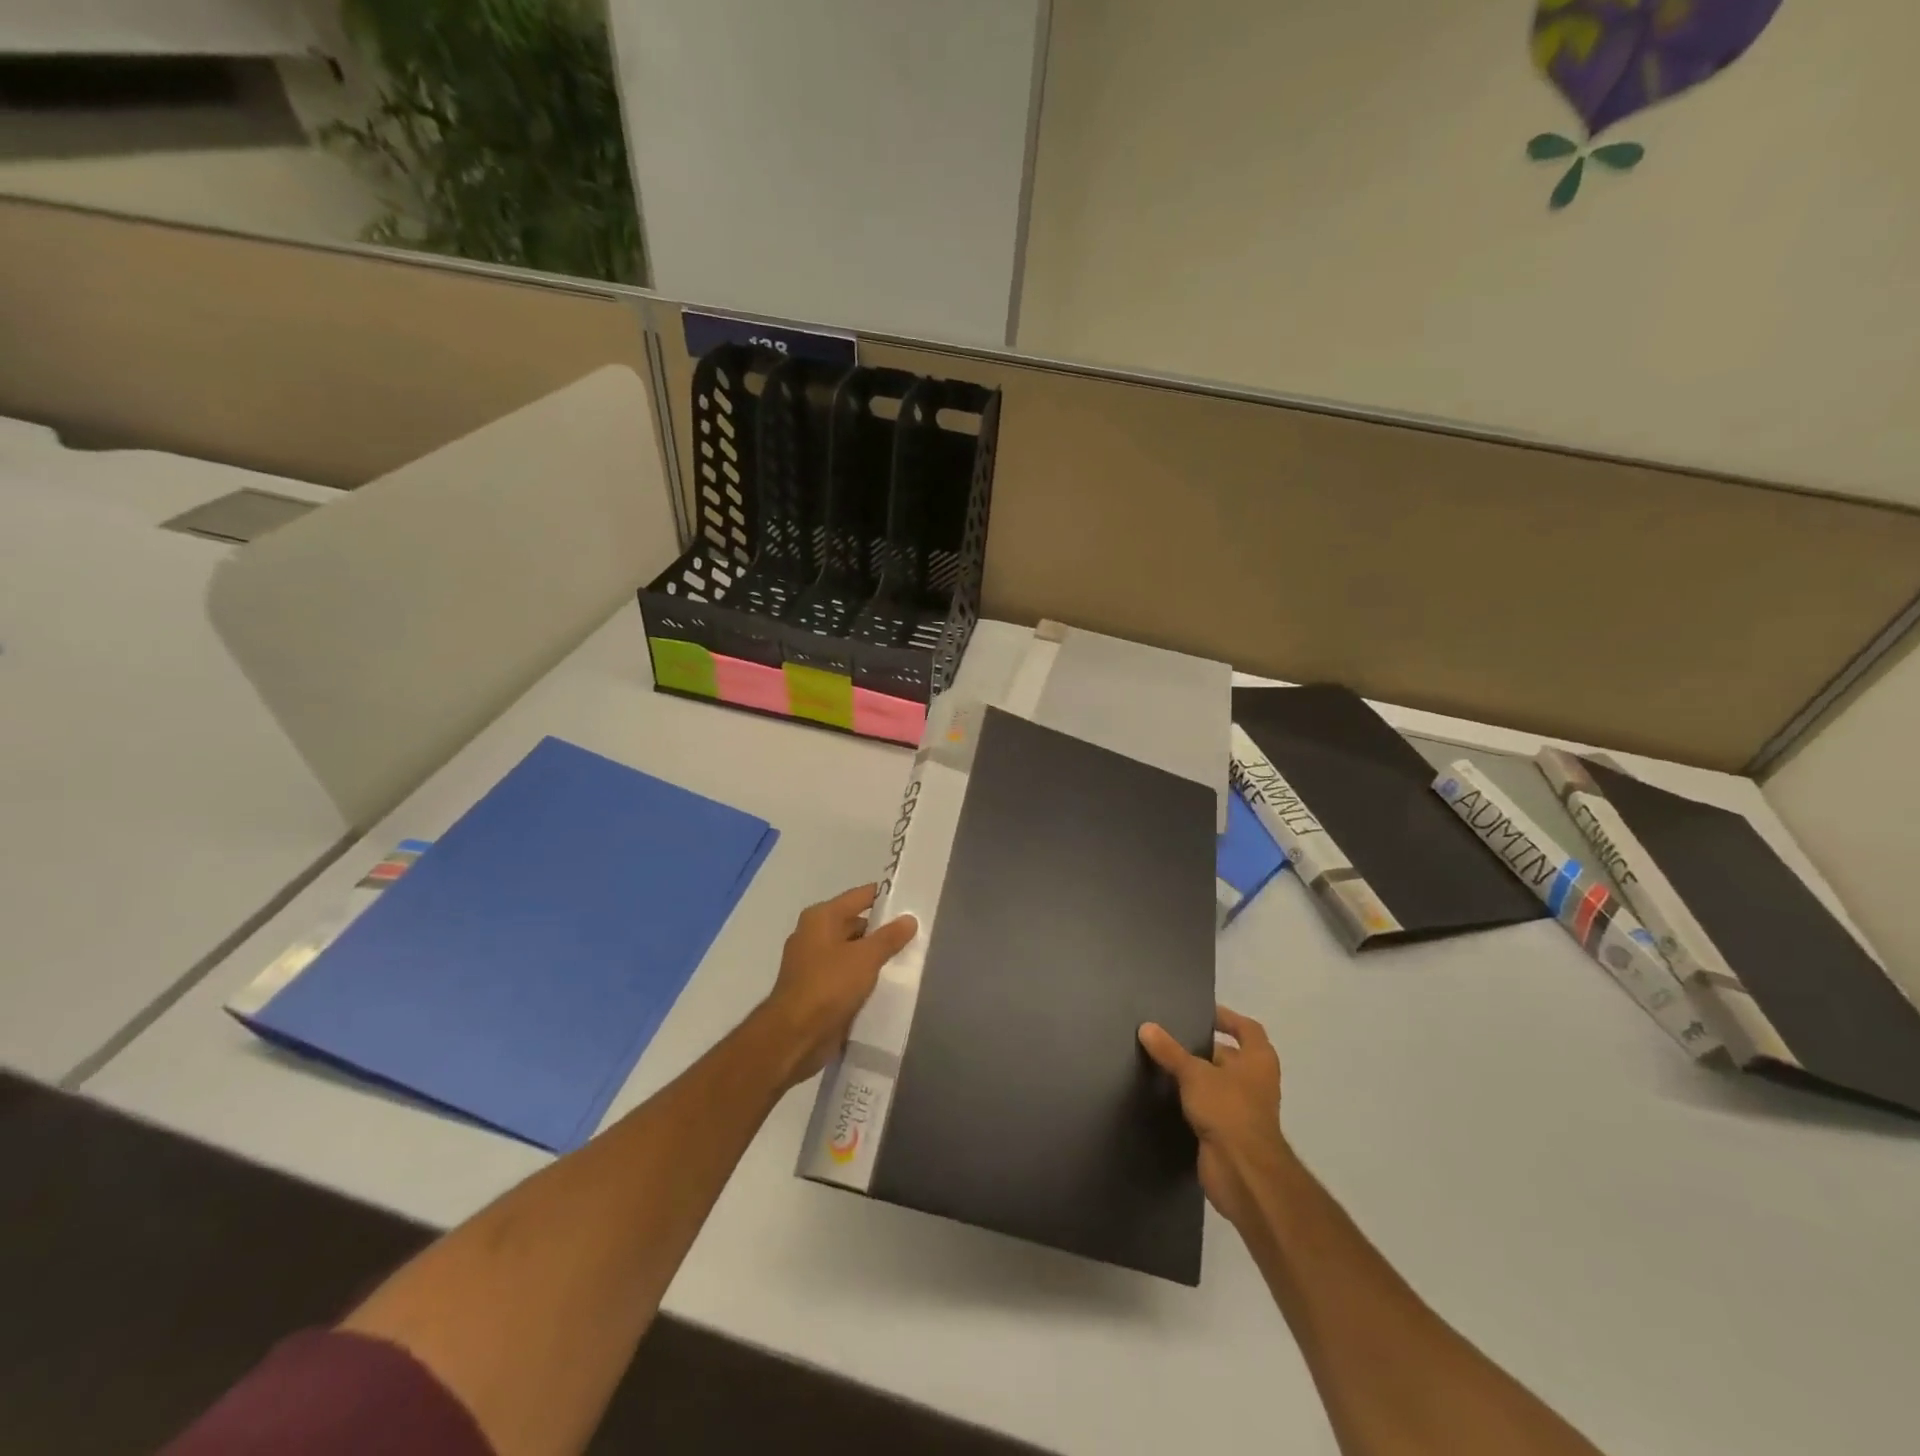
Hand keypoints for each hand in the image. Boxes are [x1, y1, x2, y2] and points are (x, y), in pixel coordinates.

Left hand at [757, 884, 916, 1087]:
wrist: (795, 1036)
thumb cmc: (829, 985)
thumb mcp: (865, 957)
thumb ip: (889, 937)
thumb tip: (909, 919)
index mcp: (821, 917)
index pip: (860, 896)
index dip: (885, 898)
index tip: (912, 901)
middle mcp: (814, 934)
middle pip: (855, 923)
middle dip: (882, 930)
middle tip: (915, 934)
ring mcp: (813, 963)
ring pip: (852, 951)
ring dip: (873, 956)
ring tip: (906, 959)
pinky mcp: (816, 989)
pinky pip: (846, 974)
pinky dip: (863, 977)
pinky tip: (886, 984)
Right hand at [1139, 1006, 1288, 1229]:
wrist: (1243, 1173)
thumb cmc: (1228, 1110)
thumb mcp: (1194, 1073)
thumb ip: (1170, 1051)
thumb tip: (1146, 1027)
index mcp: (1258, 1060)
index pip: (1246, 1028)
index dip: (1226, 1018)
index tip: (1200, 1013)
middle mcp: (1256, 1081)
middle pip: (1230, 1056)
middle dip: (1203, 1048)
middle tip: (1171, 1037)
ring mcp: (1244, 1109)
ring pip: (1217, 1083)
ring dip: (1196, 1076)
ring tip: (1162, 1063)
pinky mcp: (1229, 1133)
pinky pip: (1209, 1108)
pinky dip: (1192, 1101)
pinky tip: (1166, 1095)